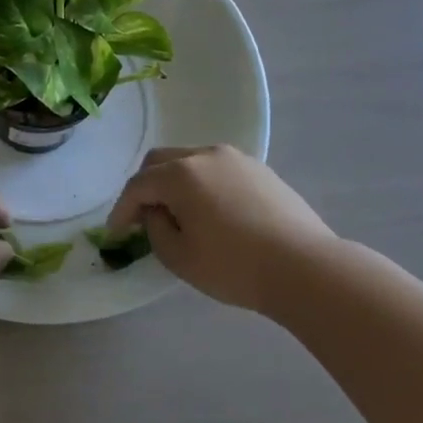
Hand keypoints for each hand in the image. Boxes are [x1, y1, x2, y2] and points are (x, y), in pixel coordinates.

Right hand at [106, 145, 337, 310]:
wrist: (306, 268)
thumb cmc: (235, 266)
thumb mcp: (180, 257)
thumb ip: (155, 228)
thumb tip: (156, 211)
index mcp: (180, 174)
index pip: (138, 185)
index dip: (122, 209)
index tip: (115, 232)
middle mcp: (204, 155)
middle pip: (160, 162)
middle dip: (145, 187)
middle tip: (141, 216)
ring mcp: (235, 158)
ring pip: (190, 161)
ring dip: (174, 182)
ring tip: (178, 213)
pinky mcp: (260, 169)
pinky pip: (217, 169)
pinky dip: (202, 184)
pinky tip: (211, 211)